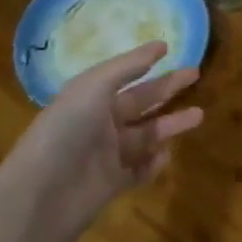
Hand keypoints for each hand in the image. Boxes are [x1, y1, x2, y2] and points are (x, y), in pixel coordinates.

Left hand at [6, 43, 202, 241]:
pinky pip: (138, 171)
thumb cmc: (67, 130)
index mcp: (89, 97)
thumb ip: (127, 67)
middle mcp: (99, 122)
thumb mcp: (94, 87)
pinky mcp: (112, 184)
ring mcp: (106, 155)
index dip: (145, 62)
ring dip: (170, 125)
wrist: (42, 195)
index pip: (123, 76)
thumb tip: (160, 46)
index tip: (170, 49)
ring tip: (199, 115)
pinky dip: (154, 163)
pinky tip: (167, 155)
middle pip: (140, 102)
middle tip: (196, 75)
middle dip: (167, 89)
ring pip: (145, 135)